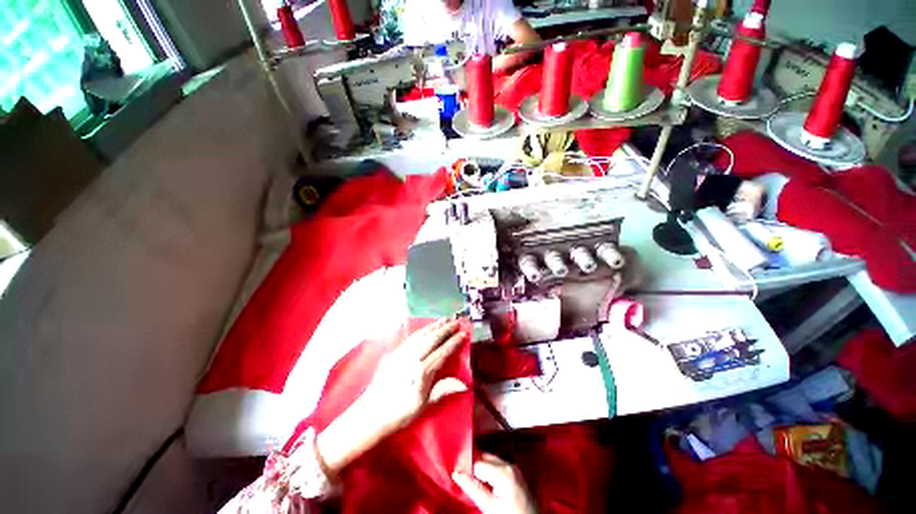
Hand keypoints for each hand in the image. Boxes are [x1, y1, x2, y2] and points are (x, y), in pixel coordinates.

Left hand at [317, 319, 467, 474]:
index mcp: (422, 372)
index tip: (464, 334)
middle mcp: (412, 358)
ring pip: (421, 335)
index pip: (442, 353)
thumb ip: (443, 389)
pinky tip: (427, 328)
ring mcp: (402, 353)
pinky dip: (422, 330)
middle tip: (457, 322)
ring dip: (434, 326)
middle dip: (446, 329)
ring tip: (445, 319)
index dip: (454, 342)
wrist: (371, 414)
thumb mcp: (424, 405)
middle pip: (432, 339)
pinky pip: (411, 338)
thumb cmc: (400, 413)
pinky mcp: (394, 353)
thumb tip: (464, 384)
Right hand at [453, 454, 536, 513]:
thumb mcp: (489, 507)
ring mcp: (515, 470)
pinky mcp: (517, 475)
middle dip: (474, 467)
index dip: (466, 468)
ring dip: (482, 470)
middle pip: (485, 459)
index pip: (477, 462)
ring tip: (475, 482)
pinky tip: (487, 484)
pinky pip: (499, 468)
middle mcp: (510, 466)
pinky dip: (491, 473)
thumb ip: (473, 488)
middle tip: (463, 476)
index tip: (457, 471)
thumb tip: (458, 474)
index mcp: (503, 472)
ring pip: (491, 462)